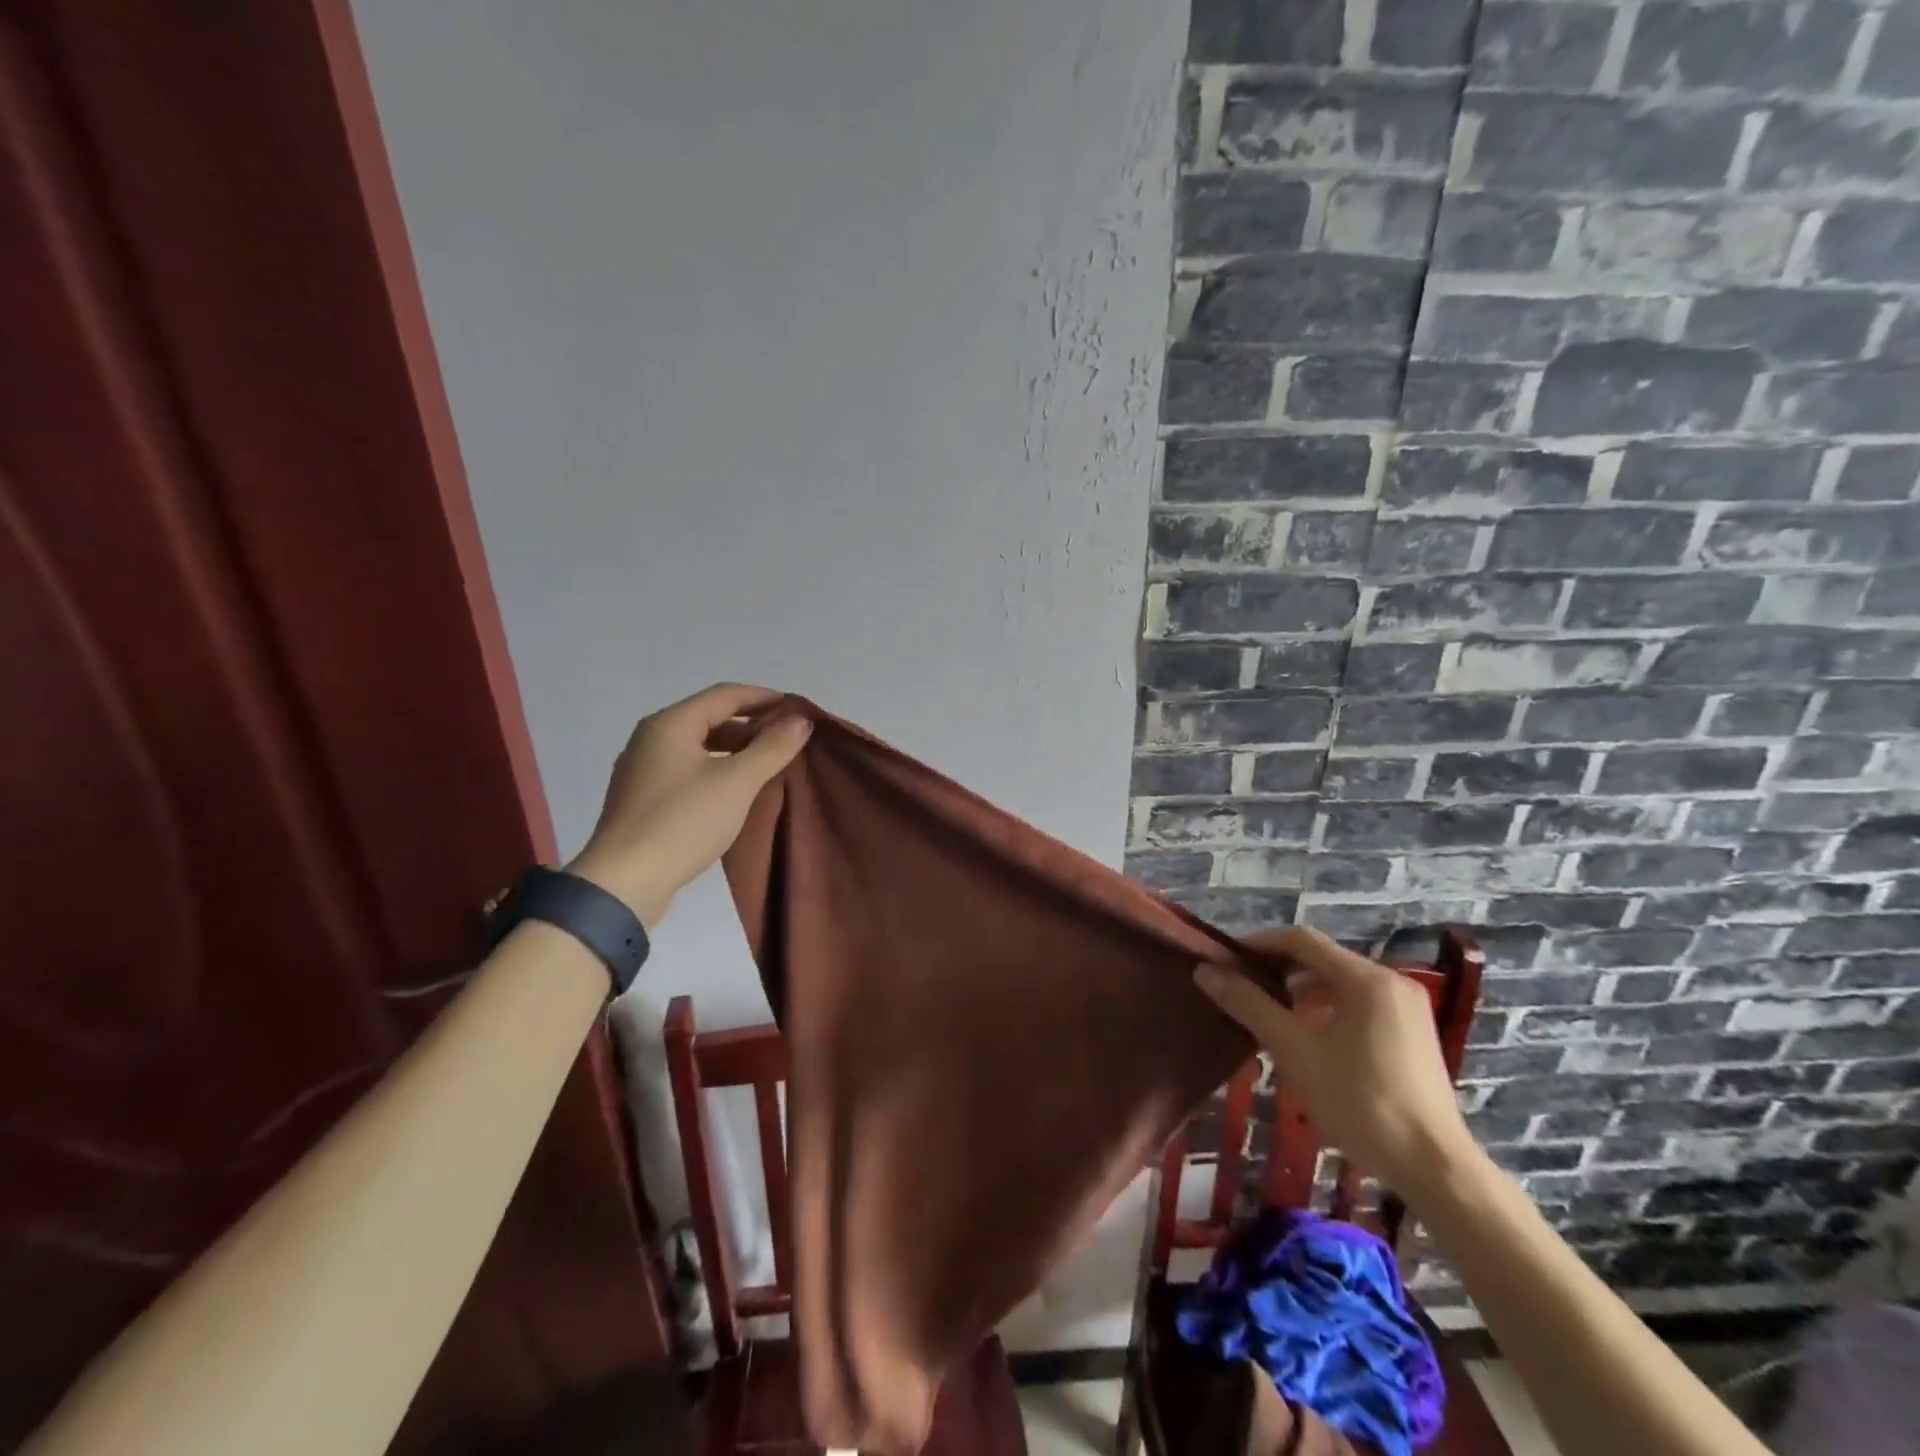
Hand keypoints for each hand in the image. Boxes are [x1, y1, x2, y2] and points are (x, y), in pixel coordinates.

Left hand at [566, 684, 811, 927]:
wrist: (624, 882)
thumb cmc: (682, 822)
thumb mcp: (736, 783)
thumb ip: (771, 748)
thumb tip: (801, 720)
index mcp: (671, 724)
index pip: (726, 695)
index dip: (765, 698)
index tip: (798, 710)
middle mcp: (652, 738)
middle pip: (711, 718)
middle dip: (752, 726)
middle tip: (788, 740)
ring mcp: (643, 769)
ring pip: (699, 746)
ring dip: (736, 750)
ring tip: (769, 765)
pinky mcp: (643, 798)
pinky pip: (688, 770)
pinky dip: (717, 770)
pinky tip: (737, 791)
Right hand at [1194, 926, 1477, 1196]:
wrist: (1434, 1168)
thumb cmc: (1360, 1102)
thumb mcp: (1294, 1050)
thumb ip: (1249, 1005)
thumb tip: (1205, 971)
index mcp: (1366, 978)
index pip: (1301, 940)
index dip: (1259, 944)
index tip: (1226, 961)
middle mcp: (1391, 983)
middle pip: (1322, 960)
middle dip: (1278, 970)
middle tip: (1241, 988)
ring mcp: (1407, 1010)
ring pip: (1340, 984)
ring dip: (1300, 992)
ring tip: (1266, 1014)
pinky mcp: (1412, 1036)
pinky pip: (1358, 1006)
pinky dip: (1326, 1011)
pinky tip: (1306, 1039)